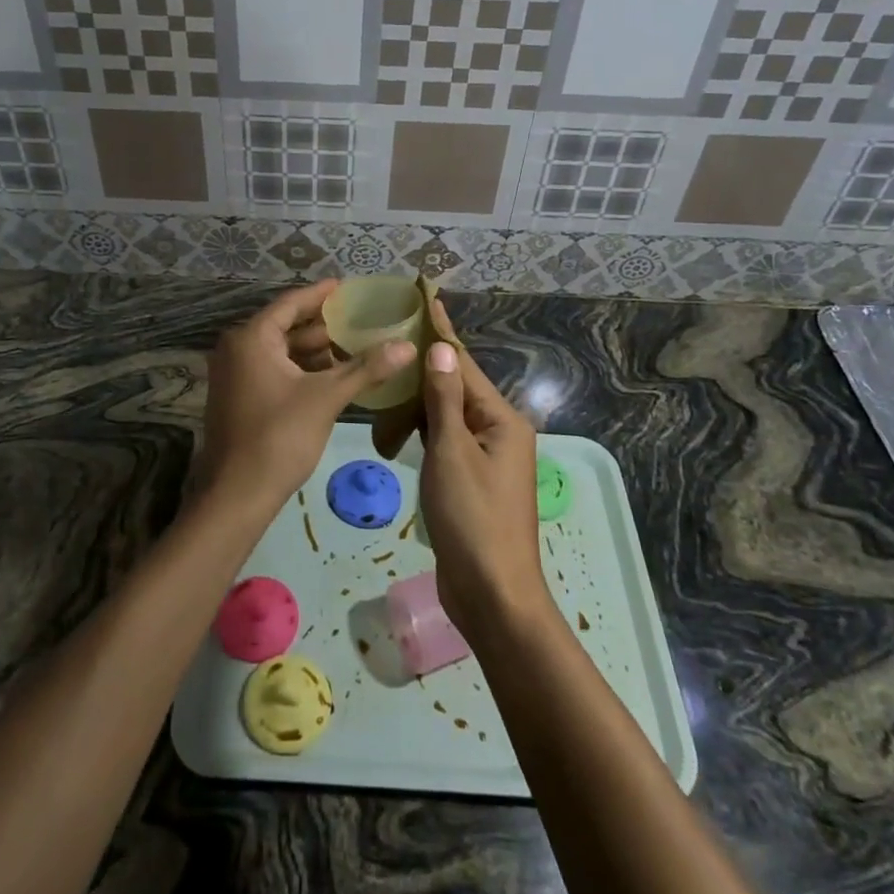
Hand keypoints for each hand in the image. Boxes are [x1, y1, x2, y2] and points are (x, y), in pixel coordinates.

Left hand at [202, 280, 415, 516]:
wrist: (237, 495)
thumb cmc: (279, 437)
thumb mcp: (326, 398)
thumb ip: (366, 368)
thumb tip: (408, 346)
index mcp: (251, 338)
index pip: (291, 303)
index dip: (321, 294)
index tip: (347, 287)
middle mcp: (237, 348)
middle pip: (286, 326)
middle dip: (323, 326)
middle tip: (360, 320)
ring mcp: (234, 374)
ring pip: (280, 351)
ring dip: (314, 351)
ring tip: (354, 347)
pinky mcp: (238, 397)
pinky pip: (273, 370)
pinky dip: (301, 370)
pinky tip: (332, 377)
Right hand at [417, 299, 548, 639]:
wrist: (493, 595)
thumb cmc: (472, 519)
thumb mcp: (452, 453)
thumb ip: (444, 399)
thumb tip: (440, 348)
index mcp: (501, 420)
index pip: (463, 364)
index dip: (442, 332)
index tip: (426, 298)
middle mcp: (499, 432)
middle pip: (457, 387)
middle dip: (428, 362)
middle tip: (395, 332)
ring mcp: (487, 459)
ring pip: (449, 415)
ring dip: (422, 397)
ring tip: (392, 368)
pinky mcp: (472, 481)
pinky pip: (446, 440)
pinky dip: (425, 427)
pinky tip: (401, 418)